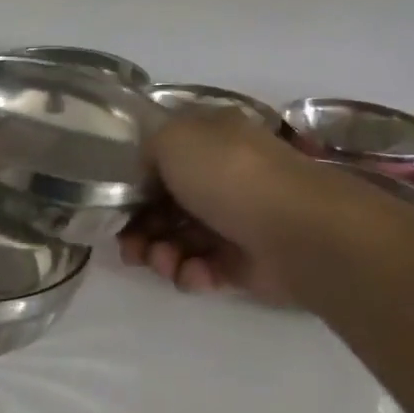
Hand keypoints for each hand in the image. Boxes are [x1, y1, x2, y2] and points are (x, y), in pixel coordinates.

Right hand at [119, 113, 305, 302]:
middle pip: (165, 204)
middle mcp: (224, 175)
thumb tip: (147, 175)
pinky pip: (204, 268)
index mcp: (212, 139)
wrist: (296, 231)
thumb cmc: (230, 175)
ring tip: (164, 262)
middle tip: (130, 247)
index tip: (116, 205)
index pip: (163, 158)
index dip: (135, 182)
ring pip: (180, 239)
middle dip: (141, 227)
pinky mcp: (244, 262)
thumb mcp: (174, 138)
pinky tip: (194, 274)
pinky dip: (192, 273)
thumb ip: (147, 150)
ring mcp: (235, 219)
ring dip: (161, 254)